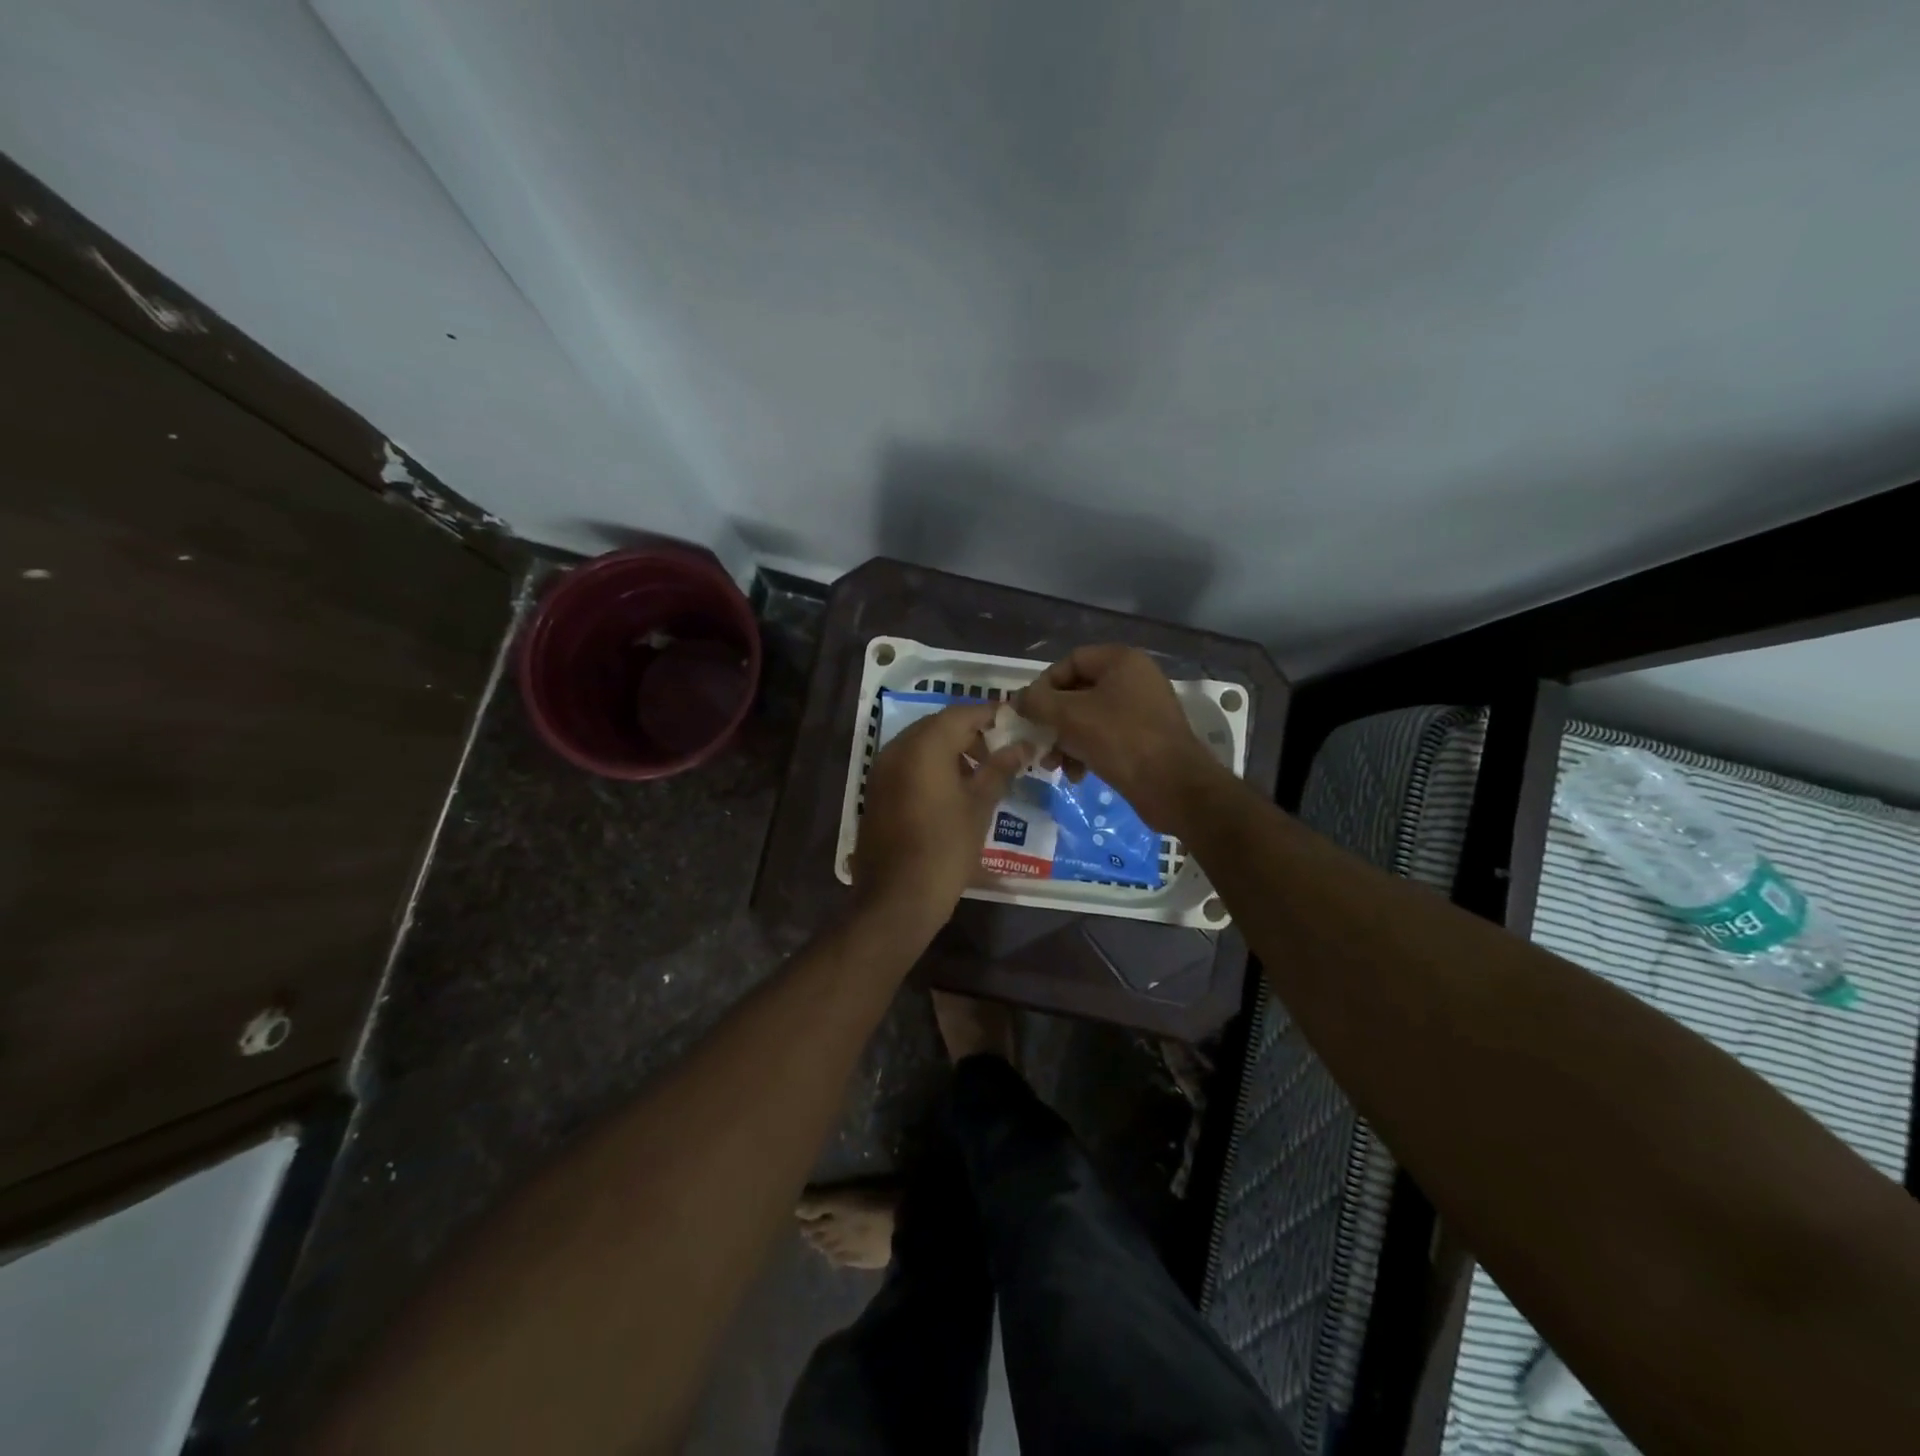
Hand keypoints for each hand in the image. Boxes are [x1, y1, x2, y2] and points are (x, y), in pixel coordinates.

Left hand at [852, 703, 1029, 933]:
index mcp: (924, 746)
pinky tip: (951, 791)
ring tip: (979, 774)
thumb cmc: (946, 848)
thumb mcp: (979, 806)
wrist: (897, 897)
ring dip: (949, 749)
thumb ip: (1000, 769)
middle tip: (1000, 752)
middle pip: (938, 726)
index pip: (962, 713)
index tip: (1015, 723)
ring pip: (920, 744)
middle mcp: (897, 749)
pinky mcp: (875, 791)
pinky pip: (906, 764)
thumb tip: (1023, 745)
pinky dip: (930, 766)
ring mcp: (881, 770)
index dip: (990, 715)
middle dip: (969, 732)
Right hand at [1015, 645, 1218, 831]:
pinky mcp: (1145, 738)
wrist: (1173, 786)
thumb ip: (1037, 702)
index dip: (1044, 685)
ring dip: (1066, 740)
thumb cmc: (1120, 740)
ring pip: (1089, 718)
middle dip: (1053, 720)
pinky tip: (1076, 775)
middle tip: (1037, 743)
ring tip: (1053, 766)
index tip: (1029, 713)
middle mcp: (1134, 679)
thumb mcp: (1069, 716)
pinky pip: (1106, 736)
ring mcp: (1142, 709)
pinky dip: (1086, 751)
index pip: (1070, 662)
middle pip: (1078, 692)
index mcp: (1121, 661)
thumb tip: (1017, 699)